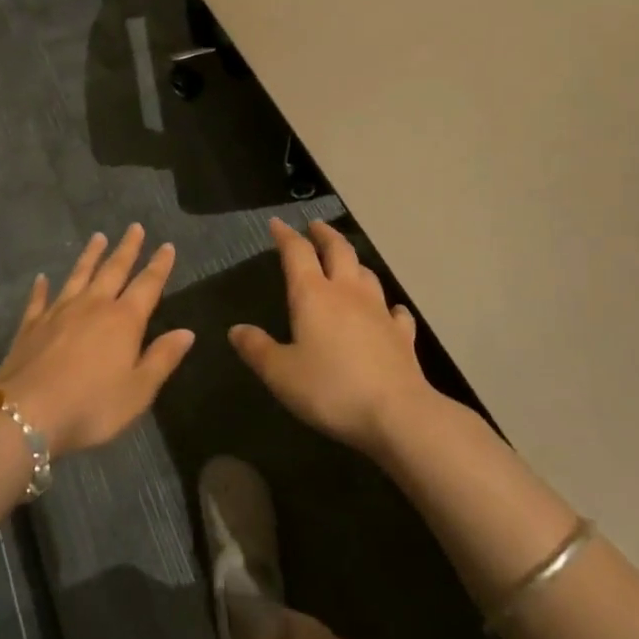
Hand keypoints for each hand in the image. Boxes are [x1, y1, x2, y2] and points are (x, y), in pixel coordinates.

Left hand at [0, 225, 194, 455]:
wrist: (26, 413)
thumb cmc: (91, 406)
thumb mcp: (138, 391)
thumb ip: (162, 358)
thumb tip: (186, 332)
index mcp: (123, 320)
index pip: (147, 285)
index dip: (159, 265)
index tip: (167, 245)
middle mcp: (93, 306)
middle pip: (113, 270)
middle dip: (127, 249)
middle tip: (134, 227)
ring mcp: (58, 312)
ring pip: (78, 275)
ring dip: (90, 256)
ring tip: (98, 237)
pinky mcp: (31, 325)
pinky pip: (39, 299)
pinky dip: (42, 287)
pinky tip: (42, 277)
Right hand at [229, 219, 433, 457]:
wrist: (397, 414)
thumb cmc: (331, 389)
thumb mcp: (281, 373)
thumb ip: (257, 349)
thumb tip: (236, 330)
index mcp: (313, 295)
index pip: (297, 252)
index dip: (285, 236)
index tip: (277, 224)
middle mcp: (347, 293)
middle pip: (338, 250)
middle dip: (324, 235)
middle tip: (315, 226)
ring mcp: (379, 311)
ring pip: (366, 274)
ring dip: (354, 262)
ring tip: (346, 261)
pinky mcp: (402, 335)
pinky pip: (395, 311)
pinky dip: (388, 305)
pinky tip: (389, 310)